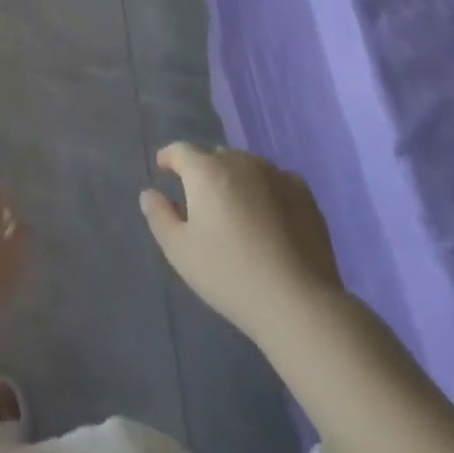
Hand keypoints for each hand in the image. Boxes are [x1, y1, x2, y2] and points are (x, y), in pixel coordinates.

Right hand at [140, 144, 342, 341]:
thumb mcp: (180, 251)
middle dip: (203, 170)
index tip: (164, 168)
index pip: (181, 151)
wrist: (298, 301)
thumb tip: (150, 193)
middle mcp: (240, 162)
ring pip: (246, 166)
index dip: (169, 158)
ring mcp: (275, 174)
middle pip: (215, 156)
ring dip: (235, 178)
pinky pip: (275, 180)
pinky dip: (265, 189)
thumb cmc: (229, 275)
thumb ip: (159, 216)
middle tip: (201, 199)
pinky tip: (268, 214)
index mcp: (206, 171)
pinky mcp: (303, 193)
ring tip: (235, 206)